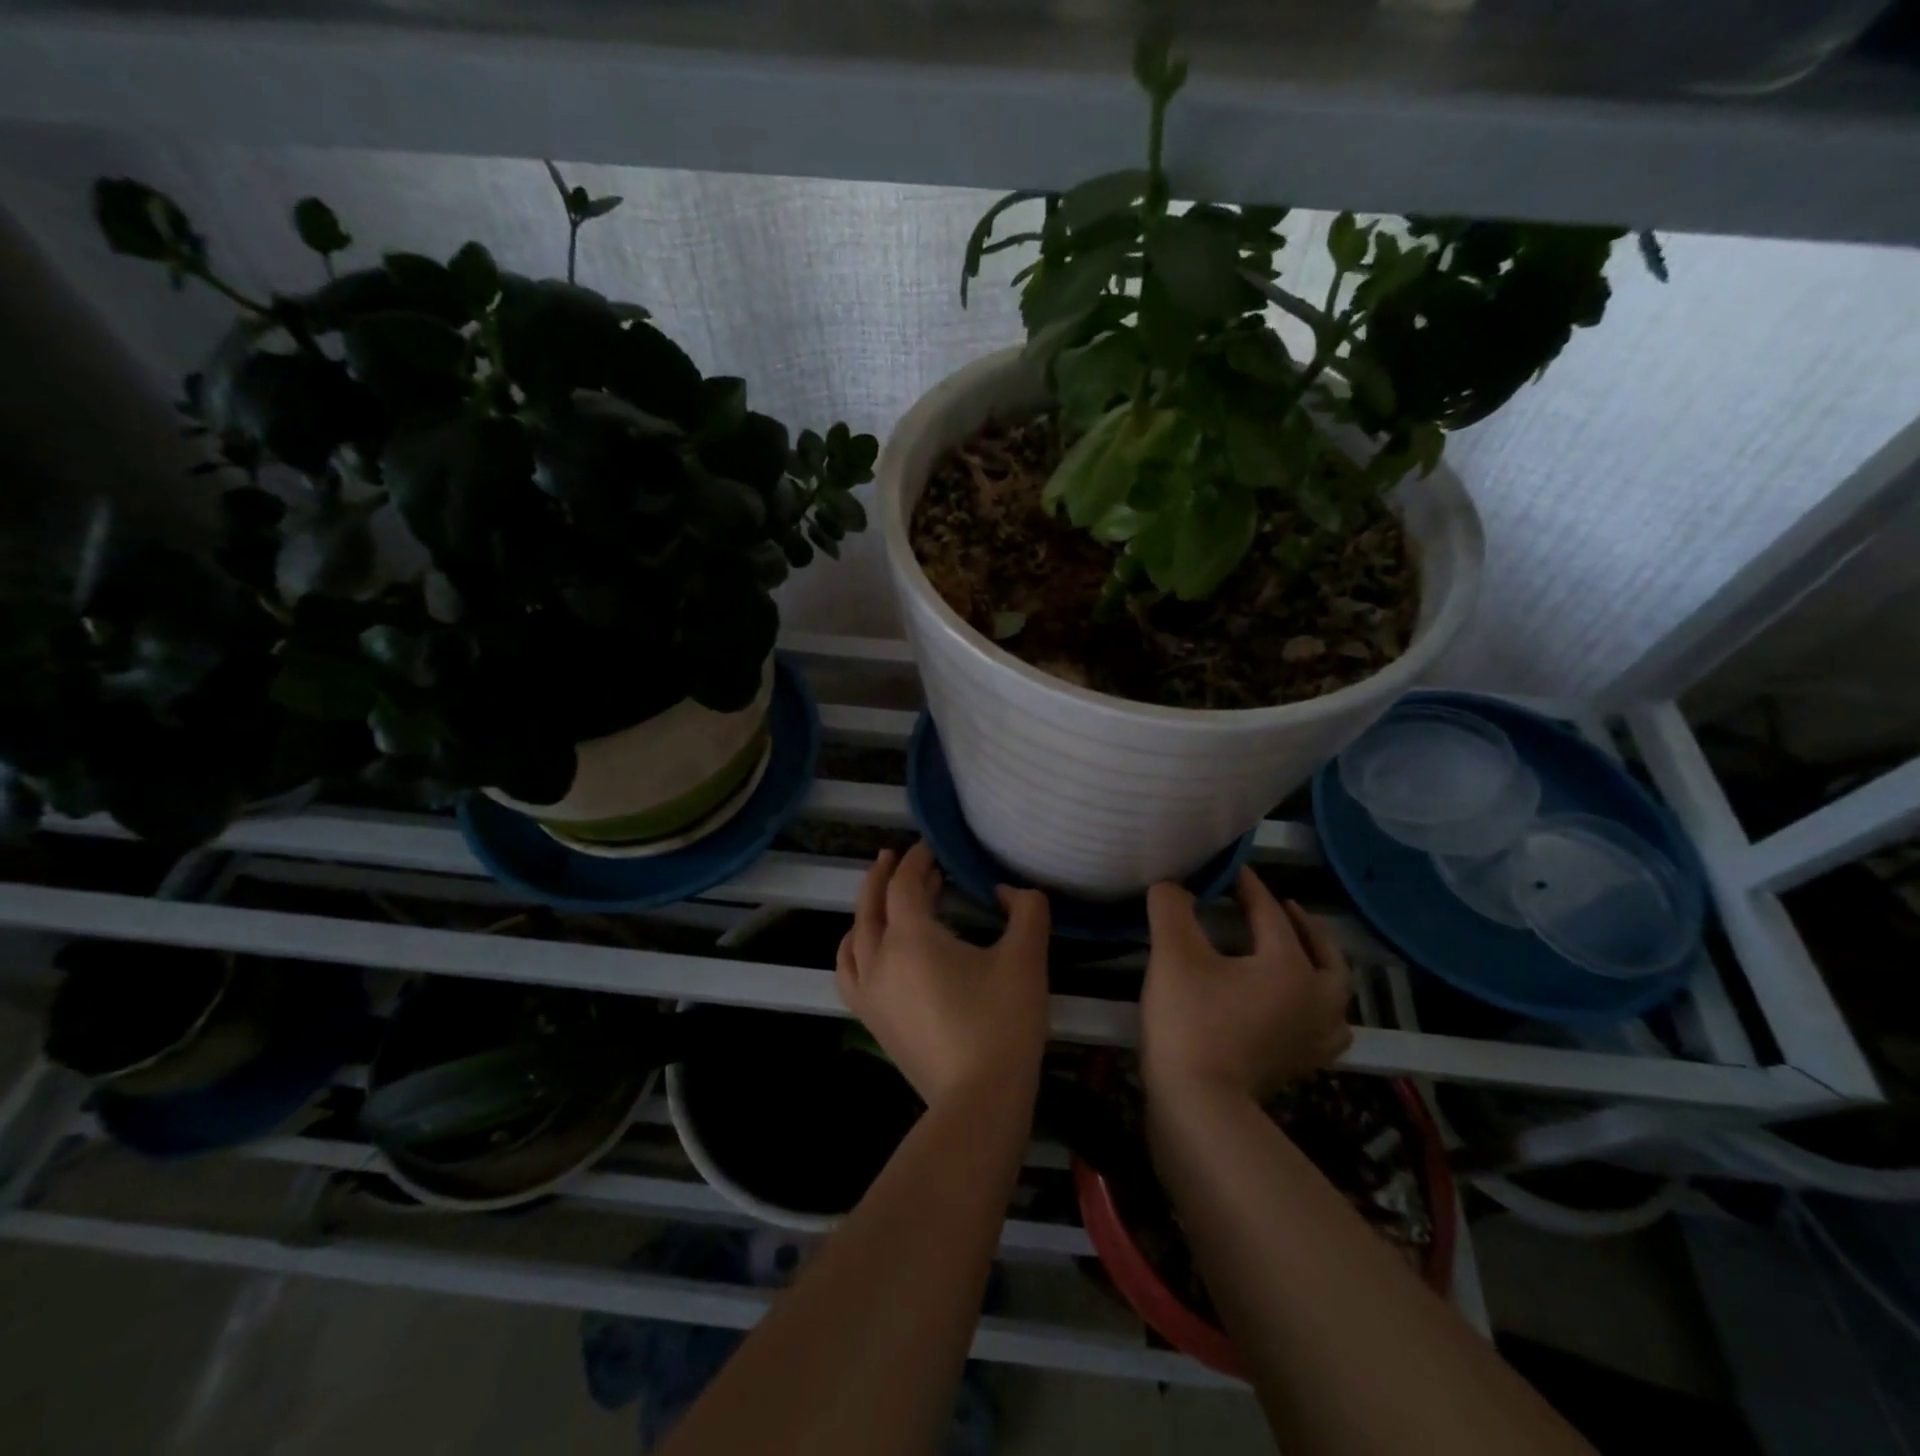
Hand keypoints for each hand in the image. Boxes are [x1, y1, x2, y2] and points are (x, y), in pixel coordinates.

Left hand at [835, 842, 1051, 1106]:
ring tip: (885, 899)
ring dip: (868, 909)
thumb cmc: (1002, 1023)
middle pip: (871, 904)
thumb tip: (1007, 891)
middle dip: (885, 875)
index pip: (904, 883)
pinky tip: (871, 950)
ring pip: (855, 936)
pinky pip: (850, 970)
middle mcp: (879, 958)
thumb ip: (1027, 910)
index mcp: (911, 937)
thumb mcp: (1026, 958)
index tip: (932, 847)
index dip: (917, 860)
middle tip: (898, 857)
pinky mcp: (872, 1019)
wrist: (978, 1101)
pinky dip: (856, 948)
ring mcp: (869, 992)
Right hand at [1141, 867, 1352, 1106]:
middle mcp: (1316, 998)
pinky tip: (1296, 1009)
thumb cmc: (1189, 1021)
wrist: (1200, 1105)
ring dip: (1319, 966)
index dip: (1248, 887)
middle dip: (1302, 924)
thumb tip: (1173, 885)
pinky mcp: (1303, 1064)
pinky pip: (1325, 1026)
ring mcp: (1315, 1036)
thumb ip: (1171, 908)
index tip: (1230, 869)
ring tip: (1298, 954)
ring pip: (1333, 991)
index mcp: (1289, 965)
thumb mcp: (1173, 954)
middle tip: (1281, 907)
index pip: (1270, 913)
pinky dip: (1317, 1007)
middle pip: (1323, 951)